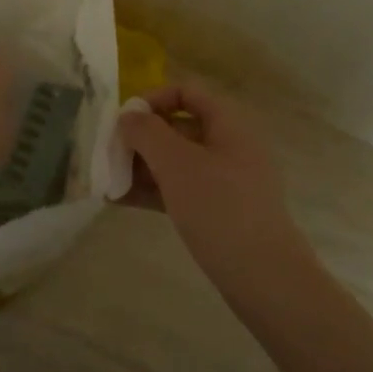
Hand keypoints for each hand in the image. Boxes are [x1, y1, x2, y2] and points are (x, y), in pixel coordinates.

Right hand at [116, 79, 310, 290]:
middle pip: (178, 127)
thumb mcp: (176, 163)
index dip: (152, 99)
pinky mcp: (220, 211)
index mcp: (228, 123)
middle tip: (109, 153)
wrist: (266, 279)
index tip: (124, 121)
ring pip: (176, 161)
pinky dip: (153, 191)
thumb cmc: (220, 208)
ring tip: (107, 181)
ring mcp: (226, 180)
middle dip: (141, 138)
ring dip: (141, 166)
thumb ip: (147, 132)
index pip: (186, 92)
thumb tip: (128, 116)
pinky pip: (180, 189)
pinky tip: (120, 201)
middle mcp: (229, 145)